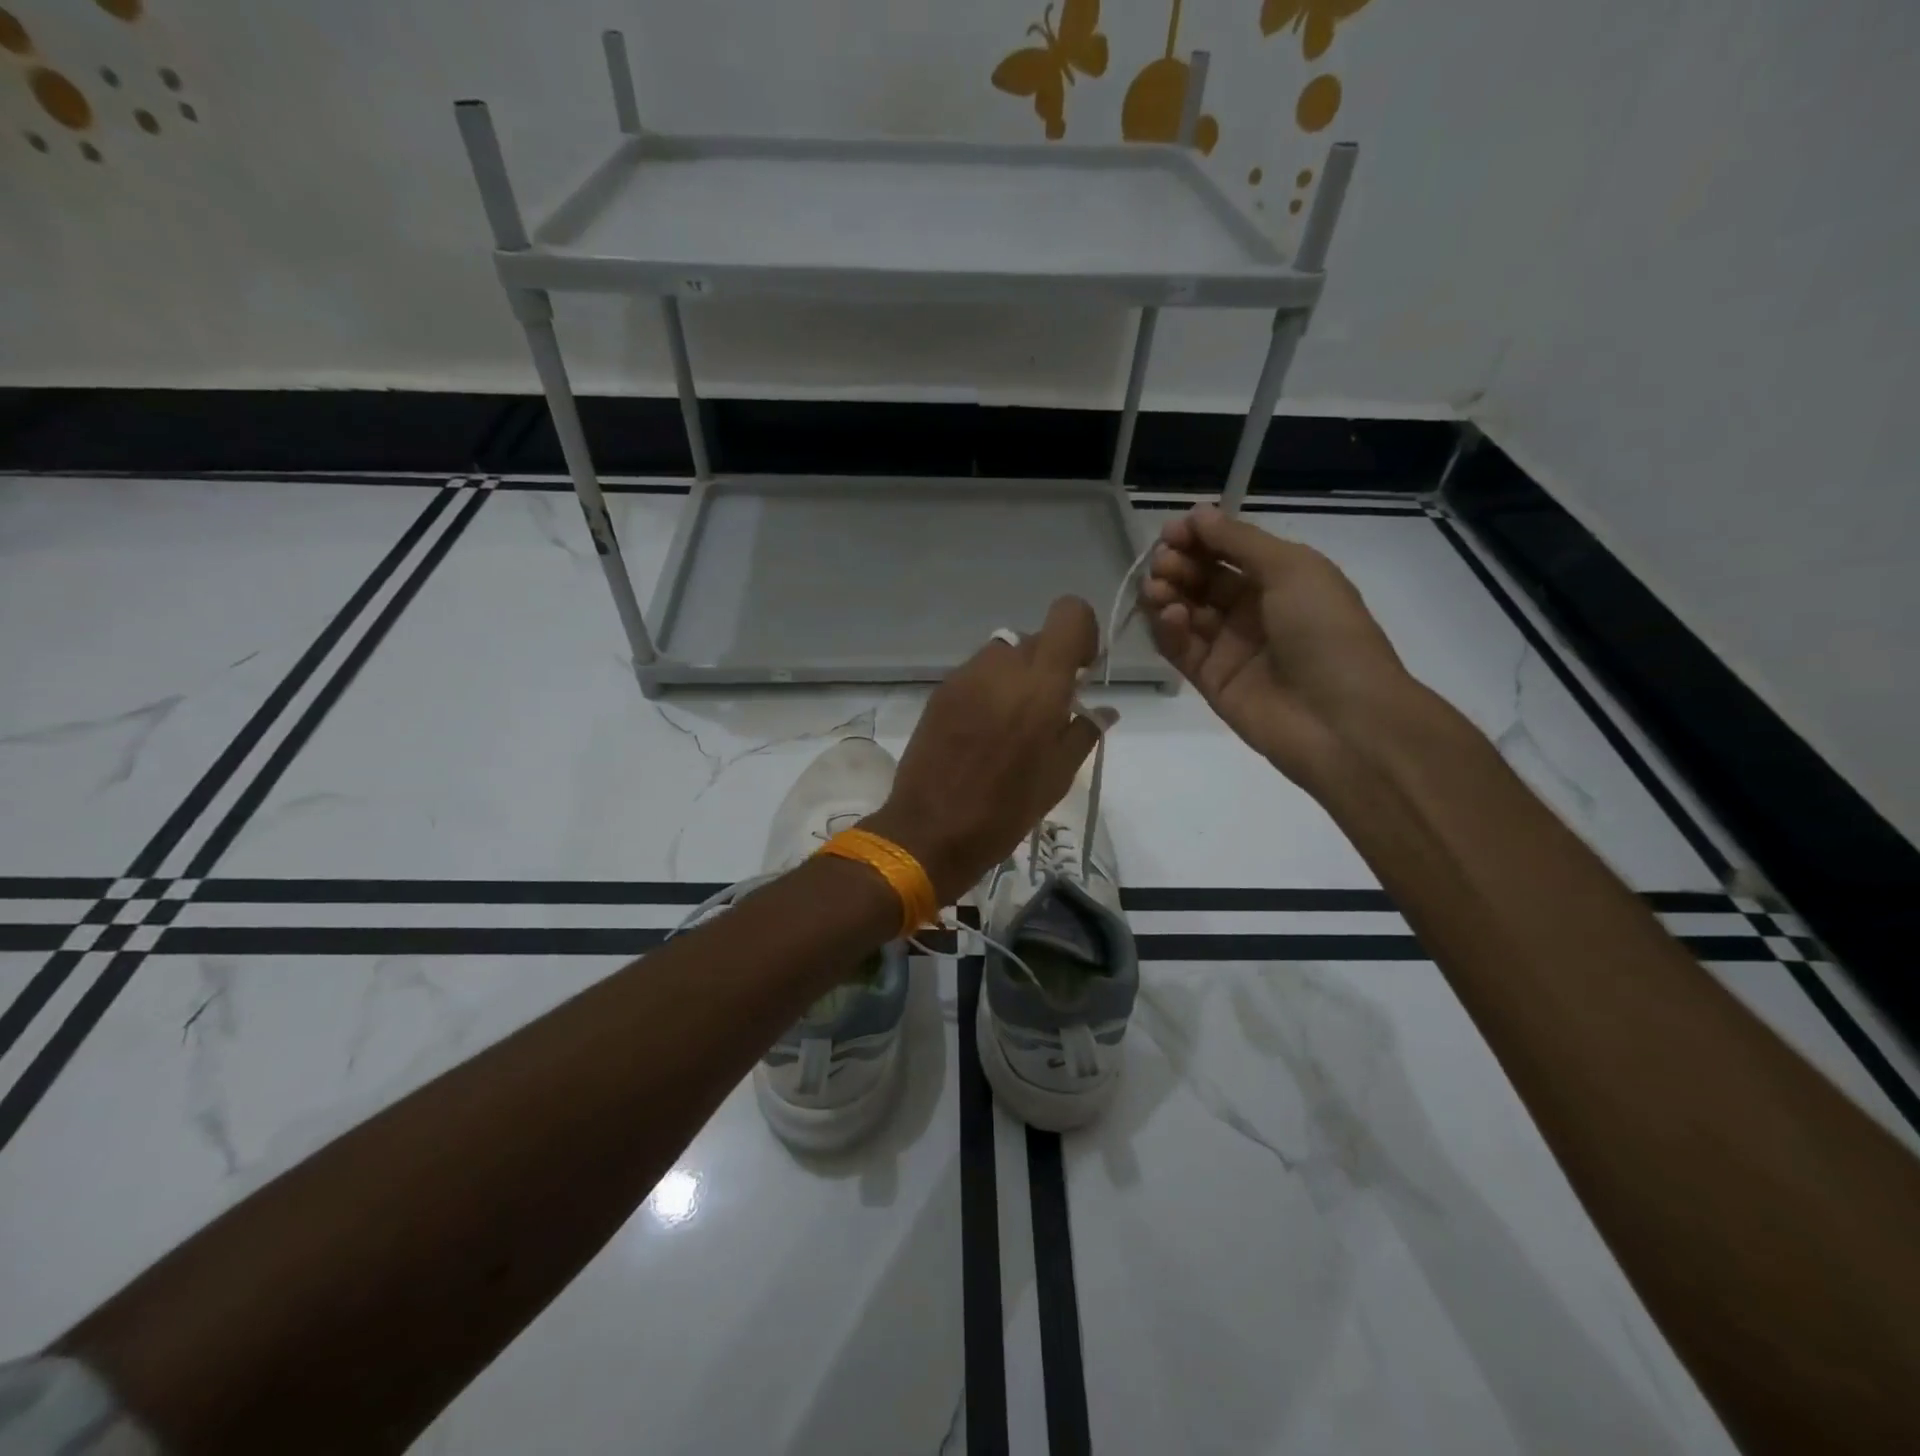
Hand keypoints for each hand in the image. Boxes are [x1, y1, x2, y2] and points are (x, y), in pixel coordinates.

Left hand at [864, 597, 1108, 903]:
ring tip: (1011, 723)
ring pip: (1002, 655)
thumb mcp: (1058, 776)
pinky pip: (975, 675)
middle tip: (1047, 709)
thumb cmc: (1005, 809)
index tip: (1080, 671)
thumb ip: (1083, 730)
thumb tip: (1102, 708)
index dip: (1081, 633)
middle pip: (1035, 638)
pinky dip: (987, 690)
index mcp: (1040, 684)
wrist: (930, 830)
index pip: (1068, 614)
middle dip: (1048, 664)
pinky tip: (981, 731)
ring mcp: (964, 677)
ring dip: (1015, 676)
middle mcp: (1001, 667)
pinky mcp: (939, 692)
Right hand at [1141, 504, 1415, 785]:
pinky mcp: (1210, 681)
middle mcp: (1253, 611)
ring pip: (1186, 613)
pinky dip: (1170, 629)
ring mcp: (1230, 648)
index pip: (1229, 551)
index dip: (1199, 538)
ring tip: (1158, 588)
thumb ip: (1240, 541)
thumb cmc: (1326, 632)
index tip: (1172, 531)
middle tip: (1162, 562)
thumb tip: (1198, 513)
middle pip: (1203, 580)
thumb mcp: (1293, 569)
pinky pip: (1181, 649)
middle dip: (1179, 564)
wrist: (1341, 719)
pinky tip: (1171, 616)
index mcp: (1282, 580)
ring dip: (1168, 594)